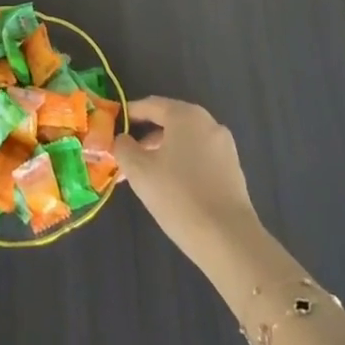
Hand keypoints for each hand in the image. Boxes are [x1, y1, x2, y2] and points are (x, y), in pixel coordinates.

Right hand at [115, 97, 261, 267]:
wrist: (228, 239)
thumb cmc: (178, 196)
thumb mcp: (139, 171)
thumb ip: (124, 148)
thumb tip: (122, 139)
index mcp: (186, 115)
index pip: (151, 105)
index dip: (129, 114)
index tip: (112, 127)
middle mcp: (208, 123)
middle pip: (169, 123)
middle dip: (144, 139)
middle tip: (125, 157)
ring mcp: (224, 146)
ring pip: (184, 142)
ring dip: (162, 153)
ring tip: (144, 177)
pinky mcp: (232, 170)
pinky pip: (199, 157)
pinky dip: (181, 164)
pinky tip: (170, 187)